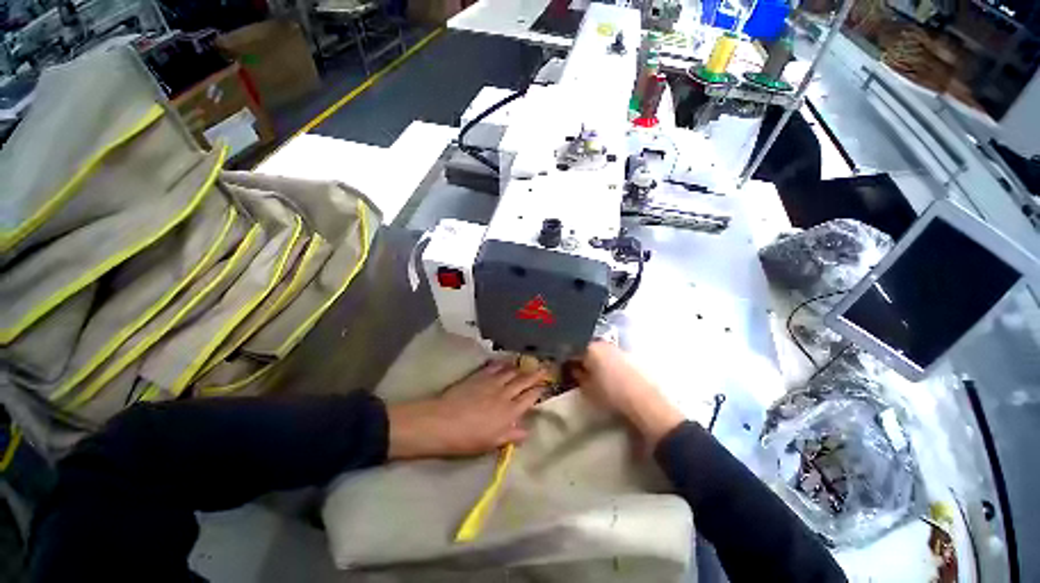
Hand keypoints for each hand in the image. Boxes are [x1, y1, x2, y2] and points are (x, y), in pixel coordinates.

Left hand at [387, 361, 547, 458]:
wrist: (442, 421)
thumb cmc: (467, 438)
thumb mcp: (492, 443)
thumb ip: (512, 435)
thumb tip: (528, 431)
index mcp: (509, 412)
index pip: (529, 397)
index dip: (539, 390)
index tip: (545, 385)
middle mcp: (504, 393)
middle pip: (524, 381)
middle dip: (536, 374)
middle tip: (546, 367)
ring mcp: (492, 382)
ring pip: (511, 371)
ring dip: (521, 367)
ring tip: (528, 364)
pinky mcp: (479, 376)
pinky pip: (495, 367)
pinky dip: (503, 364)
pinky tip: (506, 362)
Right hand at [573, 341, 684, 446]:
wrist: (645, 402)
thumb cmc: (611, 395)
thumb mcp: (587, 389)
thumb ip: (577, 376)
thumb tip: (573, 369)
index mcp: (590, 348)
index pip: (572, 349)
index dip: (566, 359)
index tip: (563, 367)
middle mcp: (604, 344)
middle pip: (587, 348)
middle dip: (581, 358)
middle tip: (577, 371)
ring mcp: (619, 349)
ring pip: (601, 352)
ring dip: (595, 360)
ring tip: (593, 375)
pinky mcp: (631, 357)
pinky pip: (613, 357)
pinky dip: (607, 364)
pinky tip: (608, 376)